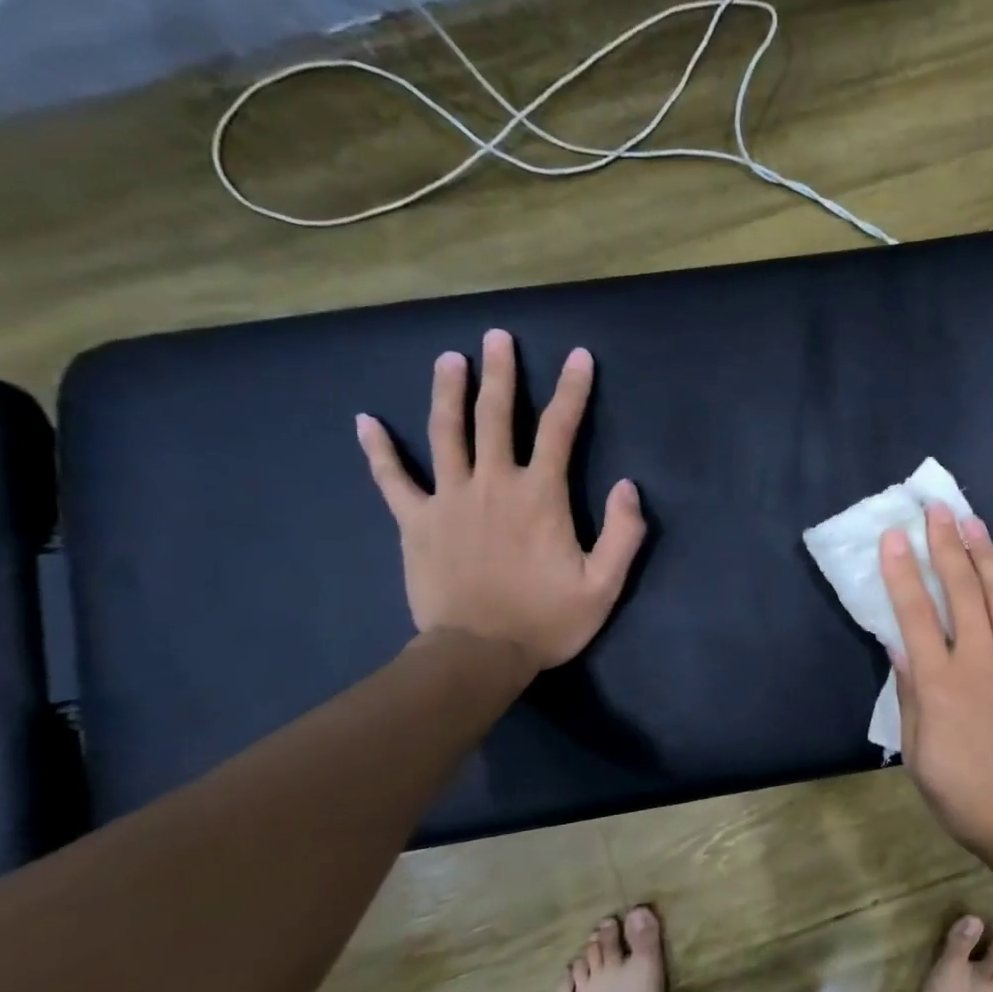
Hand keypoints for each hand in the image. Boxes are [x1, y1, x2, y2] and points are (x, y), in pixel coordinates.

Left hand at [357, 328, 645, 672]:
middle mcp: (493, 485)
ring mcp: (448, 500)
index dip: (572, 390)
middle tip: (498, 336)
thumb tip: (628, 485)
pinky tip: (365, 421)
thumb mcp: (604, 585)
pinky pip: (392, 479)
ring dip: (448, 392)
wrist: (478, 654)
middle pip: (496, 417)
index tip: (579, 357)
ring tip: (449, 358)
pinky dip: (378, 450)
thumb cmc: (547, 620)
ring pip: (445, 433)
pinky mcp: (415, 522)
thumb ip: (623, 533)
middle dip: (501, 374)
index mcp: (540, 496)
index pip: (559, 429)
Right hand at [881, 504, 992, 851]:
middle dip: (946, 545)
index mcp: (941, 685)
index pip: (915, 615)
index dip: (902, 572)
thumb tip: (899, 645)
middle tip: (936, 509)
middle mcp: (980, 662)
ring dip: (983, 552)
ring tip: (970, 518)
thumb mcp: (919, 753)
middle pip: (961, 591)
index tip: (895, 536)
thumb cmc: (965, 793)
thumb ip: (912, 694)